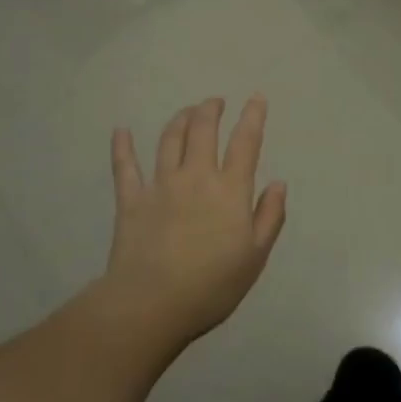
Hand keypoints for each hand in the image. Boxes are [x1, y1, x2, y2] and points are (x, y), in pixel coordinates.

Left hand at [93, 97, 287, 346]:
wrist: (152, 303)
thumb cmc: (212, 285)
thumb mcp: (255, 257)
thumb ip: (269, 217)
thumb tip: (278, 183)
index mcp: (230, 190)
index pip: (245, 143)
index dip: (253, 117)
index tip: (256, 98)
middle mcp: (196, 177)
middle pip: (203, 130)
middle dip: (210, 110)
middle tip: (215, 102)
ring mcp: (160, 185)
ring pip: (169, 140)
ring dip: (180, 119)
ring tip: (187, 111)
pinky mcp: (131, 199)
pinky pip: (125, 166)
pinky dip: (122, 146)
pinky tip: (121, 131)